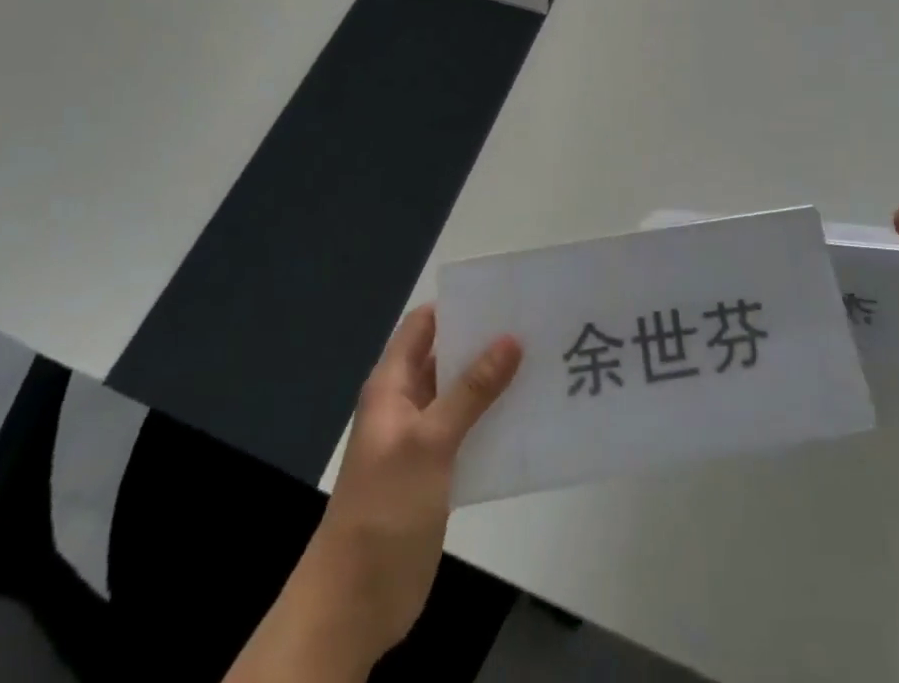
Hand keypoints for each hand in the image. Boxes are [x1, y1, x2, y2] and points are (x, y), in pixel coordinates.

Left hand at [282, 306, 521, 674]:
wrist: (354, 603)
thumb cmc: (384, 508)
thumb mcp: (429, 441)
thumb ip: (471, 390)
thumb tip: (511, 339)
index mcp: (392, 386)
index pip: (423, 326)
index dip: (458, 306)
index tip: (504, 296)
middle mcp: (406, 404)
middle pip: (447, 357)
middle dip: (486, 342)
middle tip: (537, 325)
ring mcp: (422, 440)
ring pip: (462, 396)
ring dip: (495, 382)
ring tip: (544, 364)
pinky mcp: (437, 473)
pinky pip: (470, 432)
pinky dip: (494, 421)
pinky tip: (530, 417)